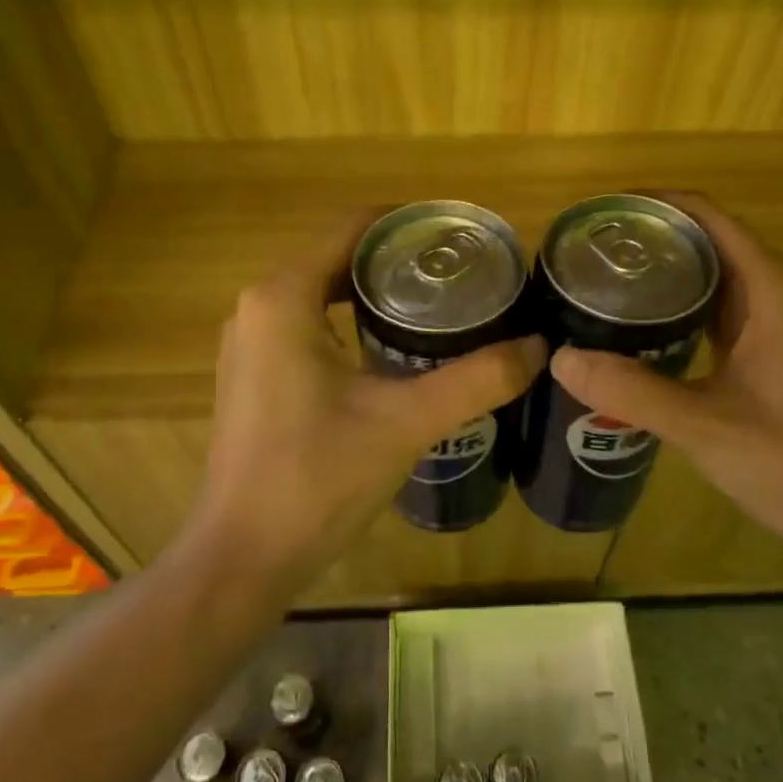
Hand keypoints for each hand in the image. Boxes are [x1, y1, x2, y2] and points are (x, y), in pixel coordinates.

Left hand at [193, 214, 546, 587]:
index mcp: (285, 296)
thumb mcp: (406, 422)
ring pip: (325, 291)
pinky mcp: (255, 374)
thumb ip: (477, 379)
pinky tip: (398, 349)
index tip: (464, 240)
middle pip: (341, 256)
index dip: (412, 224)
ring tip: (443, 305)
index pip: (355, 227)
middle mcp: (259, 305)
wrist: (244, 557)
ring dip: (378, 292)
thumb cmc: (317, 478)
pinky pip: (310, 324)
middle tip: (465, 276)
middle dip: (402, 260)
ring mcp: (251, 342)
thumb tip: (539, 346)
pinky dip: (354, 322)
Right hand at [549, 194, 782, 549]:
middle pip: (708, 239)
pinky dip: (676, 304)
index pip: (709, 217)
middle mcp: (775, 294)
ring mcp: (773, 323)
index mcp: (770, 291)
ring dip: (663, 269)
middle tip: (587, 250)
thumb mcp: (702, 424)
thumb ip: (630, 390)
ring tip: (601, 277)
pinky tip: (636, 324)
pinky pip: (714, 308)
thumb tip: (558, 358)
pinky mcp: (765, 351)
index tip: (603, 212)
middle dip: (651, 235)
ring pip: (712, 275)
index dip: (657, 204)